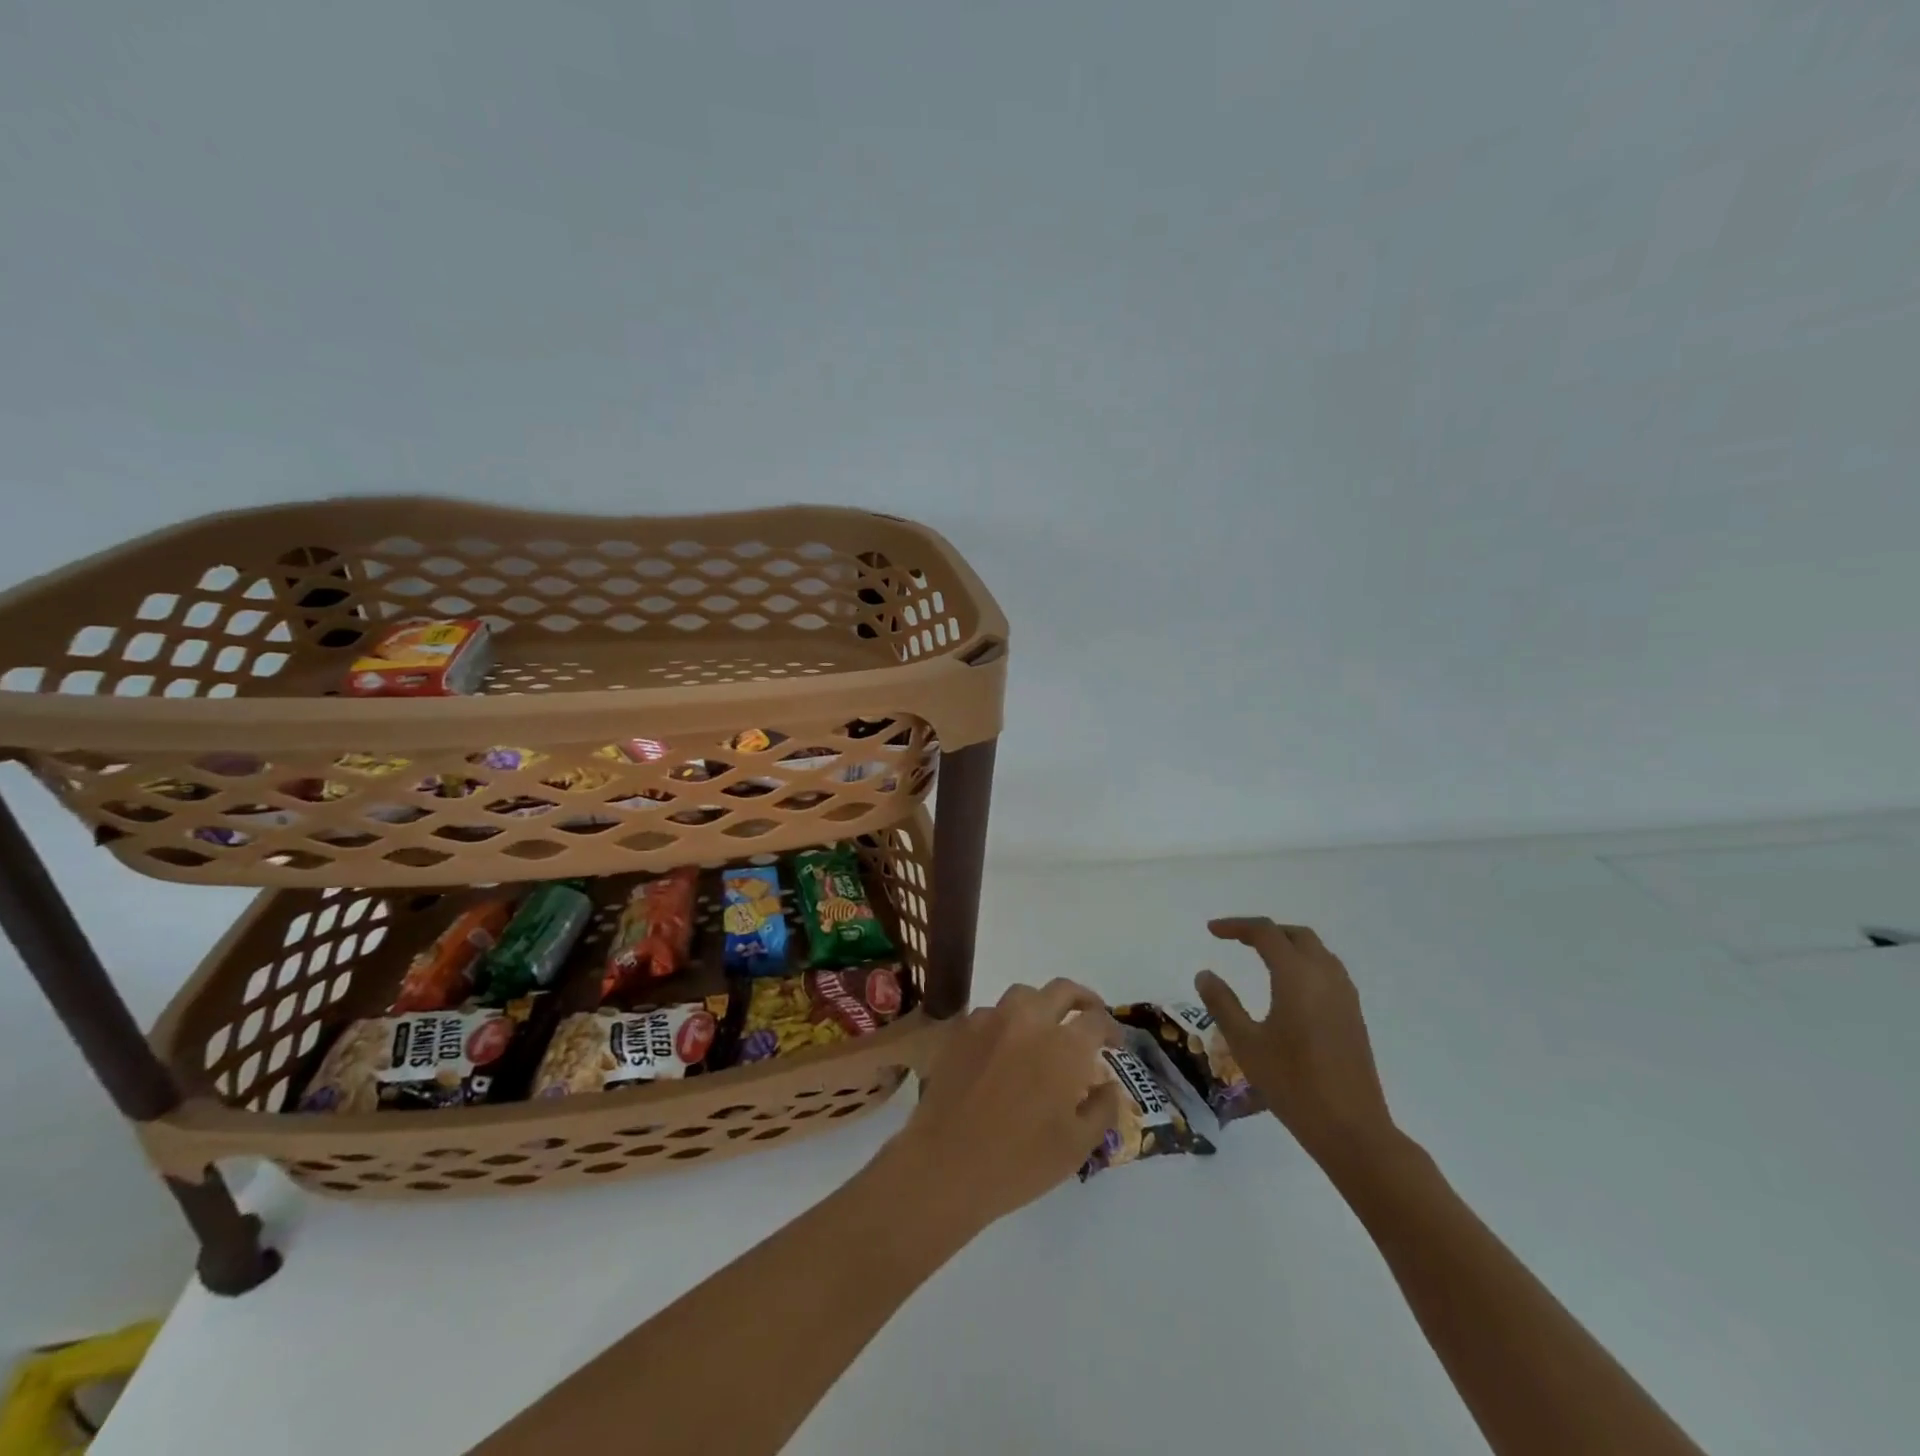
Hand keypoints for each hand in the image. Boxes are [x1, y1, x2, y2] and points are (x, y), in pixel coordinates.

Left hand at [885, 980, 1125, 1236]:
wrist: (946, 1164)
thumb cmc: (1020, 1161)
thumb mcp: (1077, 1146)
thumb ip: (1102, 1108)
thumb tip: (1108, 1084)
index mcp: (1064, 1046)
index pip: (1097, 1020)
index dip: (1112, 1029)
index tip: (1116, 1044)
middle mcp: (1030, 1020)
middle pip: (1062, 990)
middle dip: (1083, 1000)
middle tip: (1089, 1018)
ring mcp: (992, 1020)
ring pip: (1024, 994)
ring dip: (1042, 1005)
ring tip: (1046, 1028)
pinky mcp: (962, 1030)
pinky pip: (992, 1012)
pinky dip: (1008, 1021)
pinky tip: (1006, 1046)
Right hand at [1196, 918, 1396, 1168]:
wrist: (1352, 1129)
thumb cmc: (1292, 1083)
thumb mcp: (1246, 1043)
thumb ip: (1222, 1004)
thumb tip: (1205, 974)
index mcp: (1297, 976)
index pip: (1265, 933)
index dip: (1236, 926)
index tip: (1211, 931)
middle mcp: (1325, 976)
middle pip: (1296, 935)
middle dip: (1265, 931)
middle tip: (1236, 940)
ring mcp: (1345, 996)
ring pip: (1317, 951)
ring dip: (1288, 945)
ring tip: (1261, 957)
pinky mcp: (1353, 1016)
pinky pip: (1329, 971)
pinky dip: (1305, 964)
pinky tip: (1290, 988)